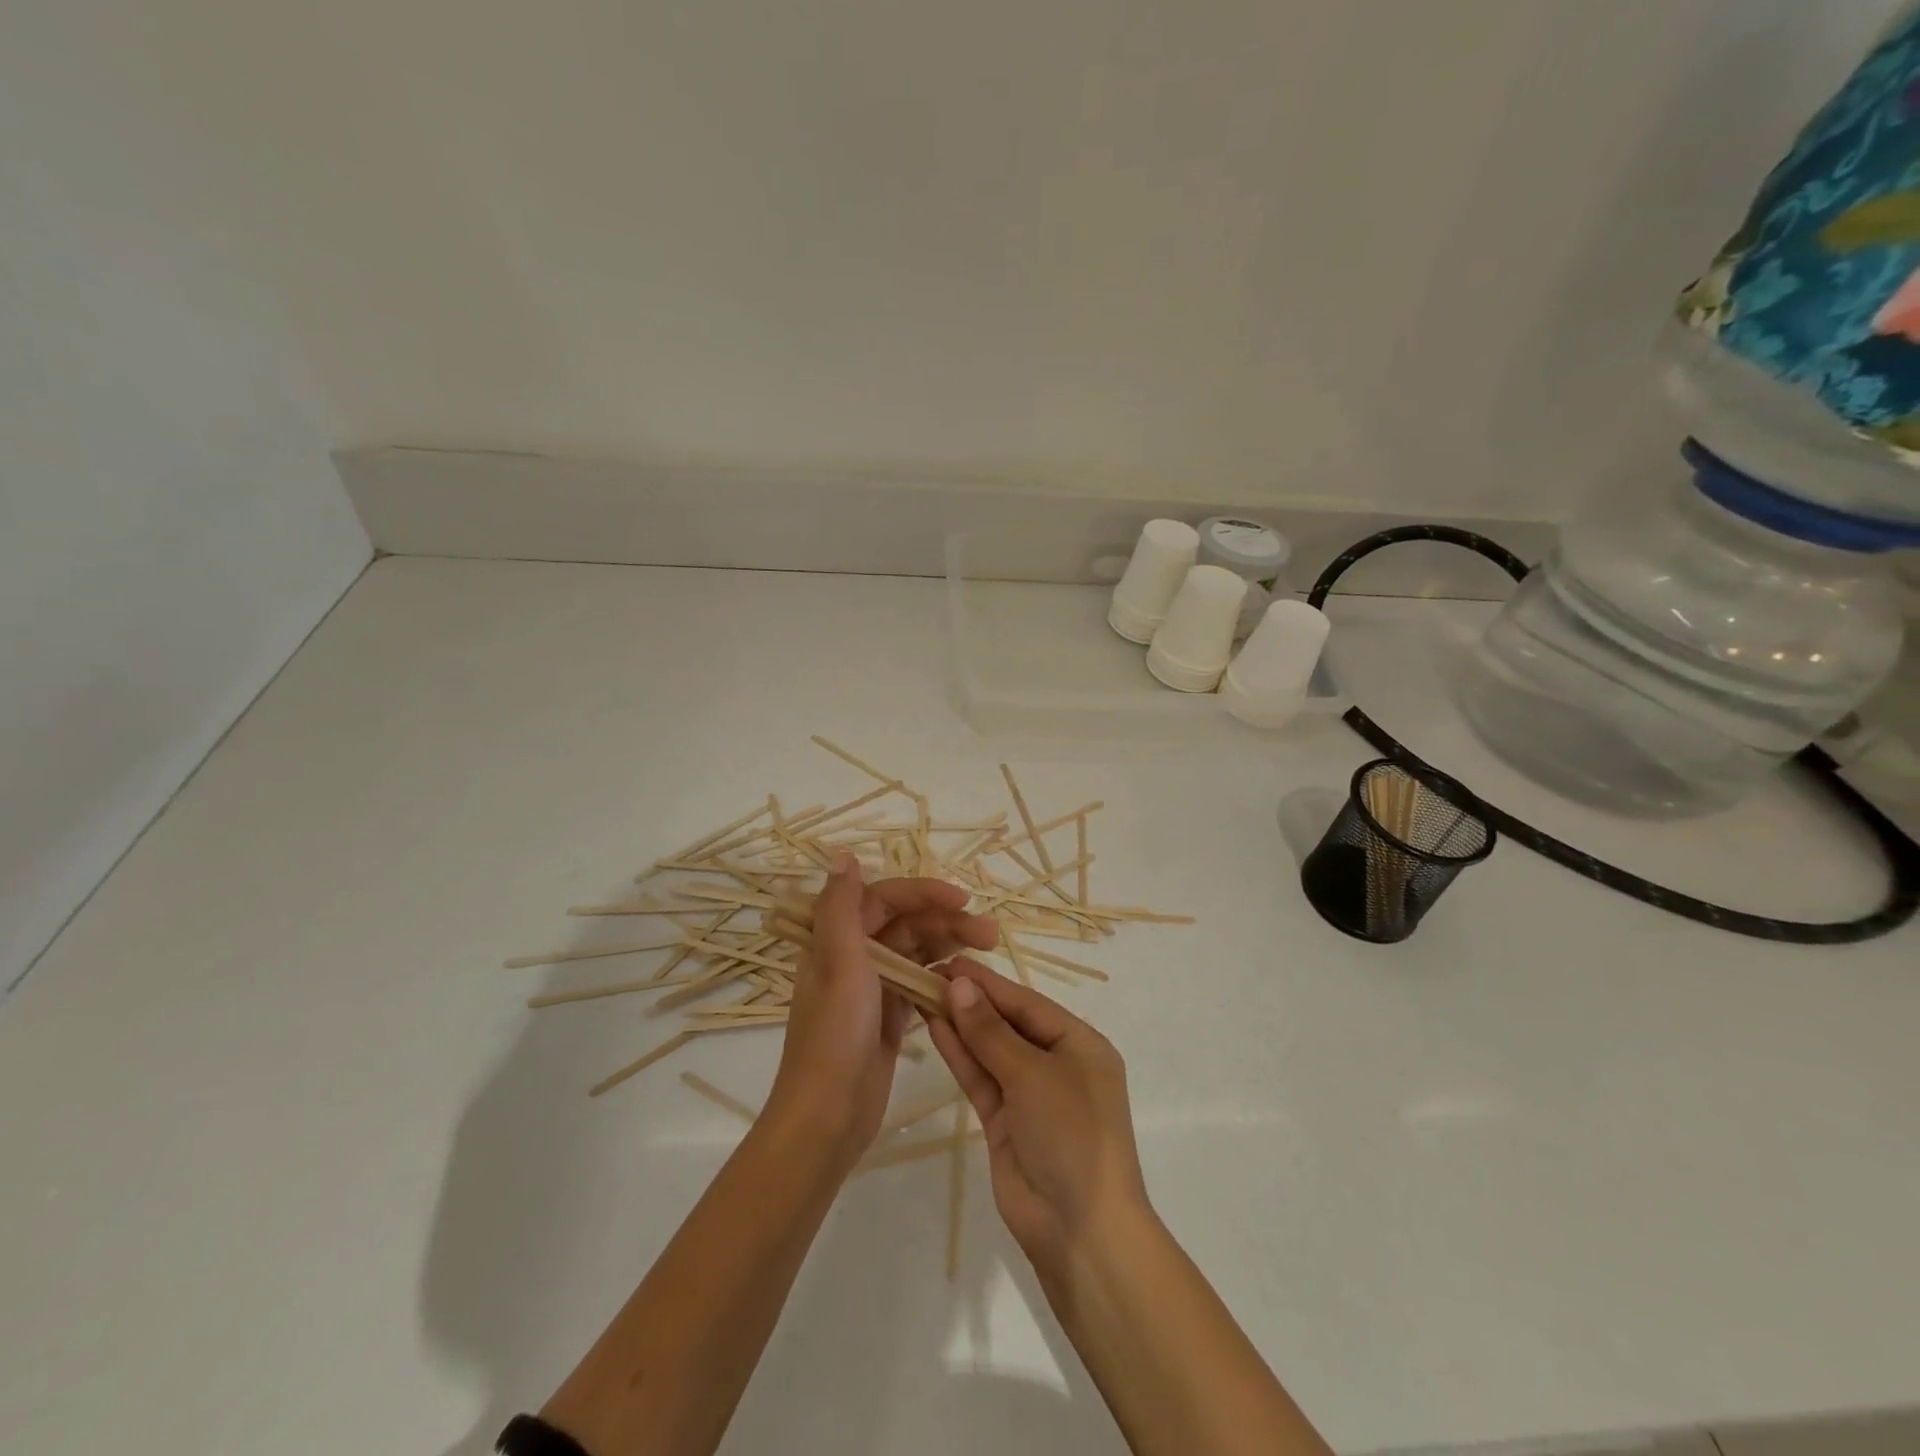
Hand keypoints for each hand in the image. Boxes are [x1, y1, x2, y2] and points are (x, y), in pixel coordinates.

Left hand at [767, 854, 998, 1171]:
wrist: (828, 1115)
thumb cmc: (835, 1034)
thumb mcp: (838, 963)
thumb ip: (841, 907)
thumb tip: (843, 856)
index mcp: (835, 938)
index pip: (885, 898)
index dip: (924, 893)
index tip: (963, 899)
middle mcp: (853, 957)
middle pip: (907, 924)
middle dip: (947, 921)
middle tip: (991, 933)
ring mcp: (872, 988)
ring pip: (917, 953)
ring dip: (950, 946)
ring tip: (989, 949)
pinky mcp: (889, 1017)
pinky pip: (921, 984)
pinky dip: (942, 978)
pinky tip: (967, 981)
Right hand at [926, 961, 1150, 1286]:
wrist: (1080, 1230)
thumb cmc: (1072, 1135)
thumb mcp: (1034, 1075)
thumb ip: (991, 1032)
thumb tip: (958, 986)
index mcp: (1080, 1045)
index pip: (1027, 1003)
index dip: (989, 983)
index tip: (951, 961)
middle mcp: (1056, 1064)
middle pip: (1007, 1023)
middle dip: (972, 1001)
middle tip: (929, 972)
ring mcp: (1028, 1094)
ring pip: (989, 1050)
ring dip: (960, 1024)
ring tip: (923, 992)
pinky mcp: (1004, 1121)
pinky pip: (980, 1078)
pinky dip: (959, 1054)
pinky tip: (934, 1027)